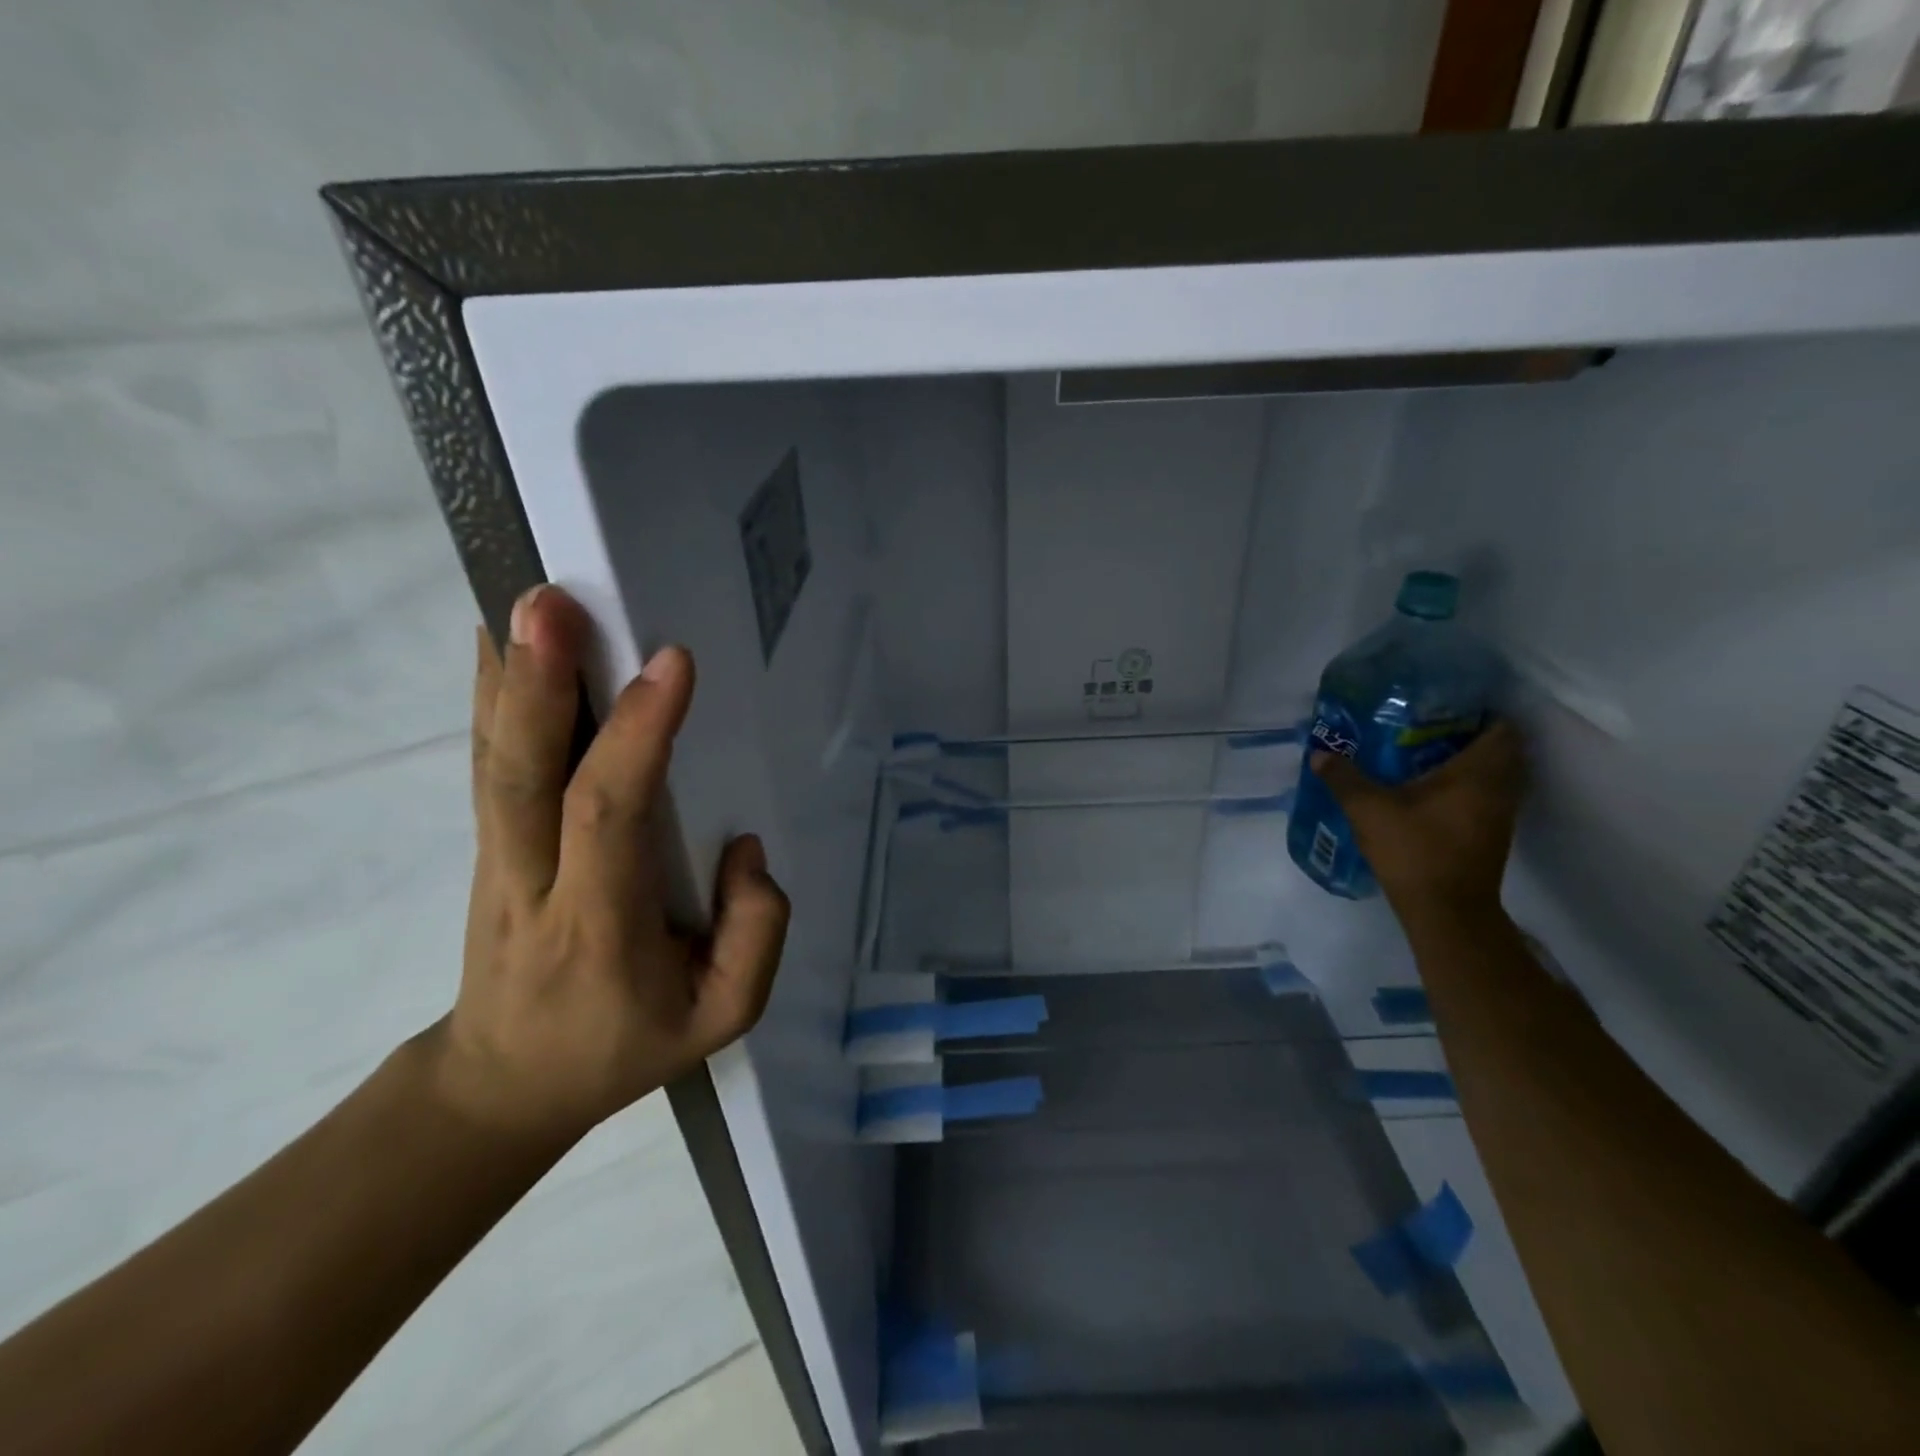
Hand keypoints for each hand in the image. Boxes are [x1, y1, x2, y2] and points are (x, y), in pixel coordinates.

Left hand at [431, 584, 789, 1144]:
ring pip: (497, 760)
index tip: (673, 665)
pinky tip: (496, 639)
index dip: (637, 739)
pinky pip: (492, 763)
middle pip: (524, 777)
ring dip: (507, 676)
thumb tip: (742, 846)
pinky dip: (490, 695)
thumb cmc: (623, 1045)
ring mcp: (499, 860)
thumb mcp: (720, 1020)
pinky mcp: (491, 843)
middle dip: (538, 685)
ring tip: (525, 598)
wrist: (505, 1082)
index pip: (610, 818)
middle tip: (554, 604)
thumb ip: (755, 935)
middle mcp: (534, 882)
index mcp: (598, 927)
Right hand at [1309, 719, 1526, 919]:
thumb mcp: (1368, 809)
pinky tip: (1429, 789)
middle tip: (1427, 726)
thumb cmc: (1414, 850)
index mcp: (1479, 772)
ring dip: (1469, 762)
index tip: (1443, 705)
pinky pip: (1486, 795)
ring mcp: (1500, 814)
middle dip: (1469, 734)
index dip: (1479, 711)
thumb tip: (1320, 753)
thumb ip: (1344, 778)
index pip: (1501, 727)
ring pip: (1495, 774)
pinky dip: (1466, 786)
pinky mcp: (1492, 834)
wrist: (1446, 910)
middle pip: (1500, 749)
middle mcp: (1500, 788)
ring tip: (1424, 754)